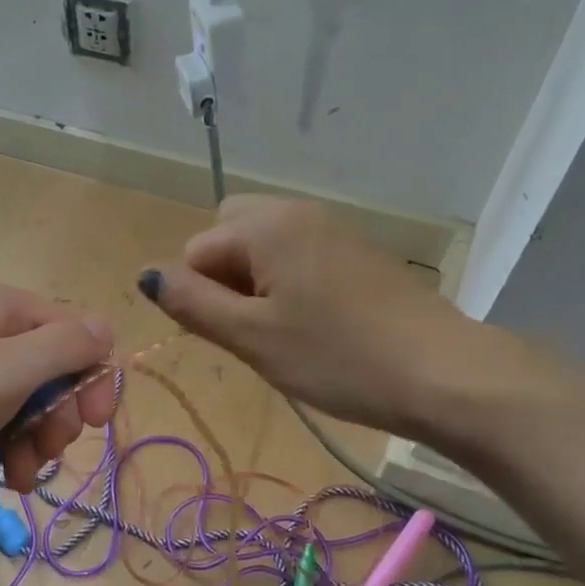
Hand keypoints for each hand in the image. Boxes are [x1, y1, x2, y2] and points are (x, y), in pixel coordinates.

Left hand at [0, 277, 115, 497]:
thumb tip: (107, 327)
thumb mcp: (6, 370)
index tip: (92, 424)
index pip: (73, 331)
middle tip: (46, 452)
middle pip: (47, 368)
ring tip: (19, 478)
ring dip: (30, 440)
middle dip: (56, 415)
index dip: (91, 376)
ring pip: (17, 399)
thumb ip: (66, 346)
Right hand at [140, 195, 469, 434]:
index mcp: (265, 224)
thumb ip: (191, 302)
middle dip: (223, 279)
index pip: (196, 250)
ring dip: (255, 286)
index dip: (201, 296)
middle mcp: (297, 212)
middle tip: (251, 330)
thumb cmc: (336, 357)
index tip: (235, 335)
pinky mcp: (357, 253)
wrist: (439, 373)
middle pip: (228, 235)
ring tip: (282, 333)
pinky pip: (299, 257)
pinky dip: (288, 286)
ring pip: (264, 248)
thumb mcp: (252, 337)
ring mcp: (333, 230)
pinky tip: (314, 327)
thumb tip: (145, 274)